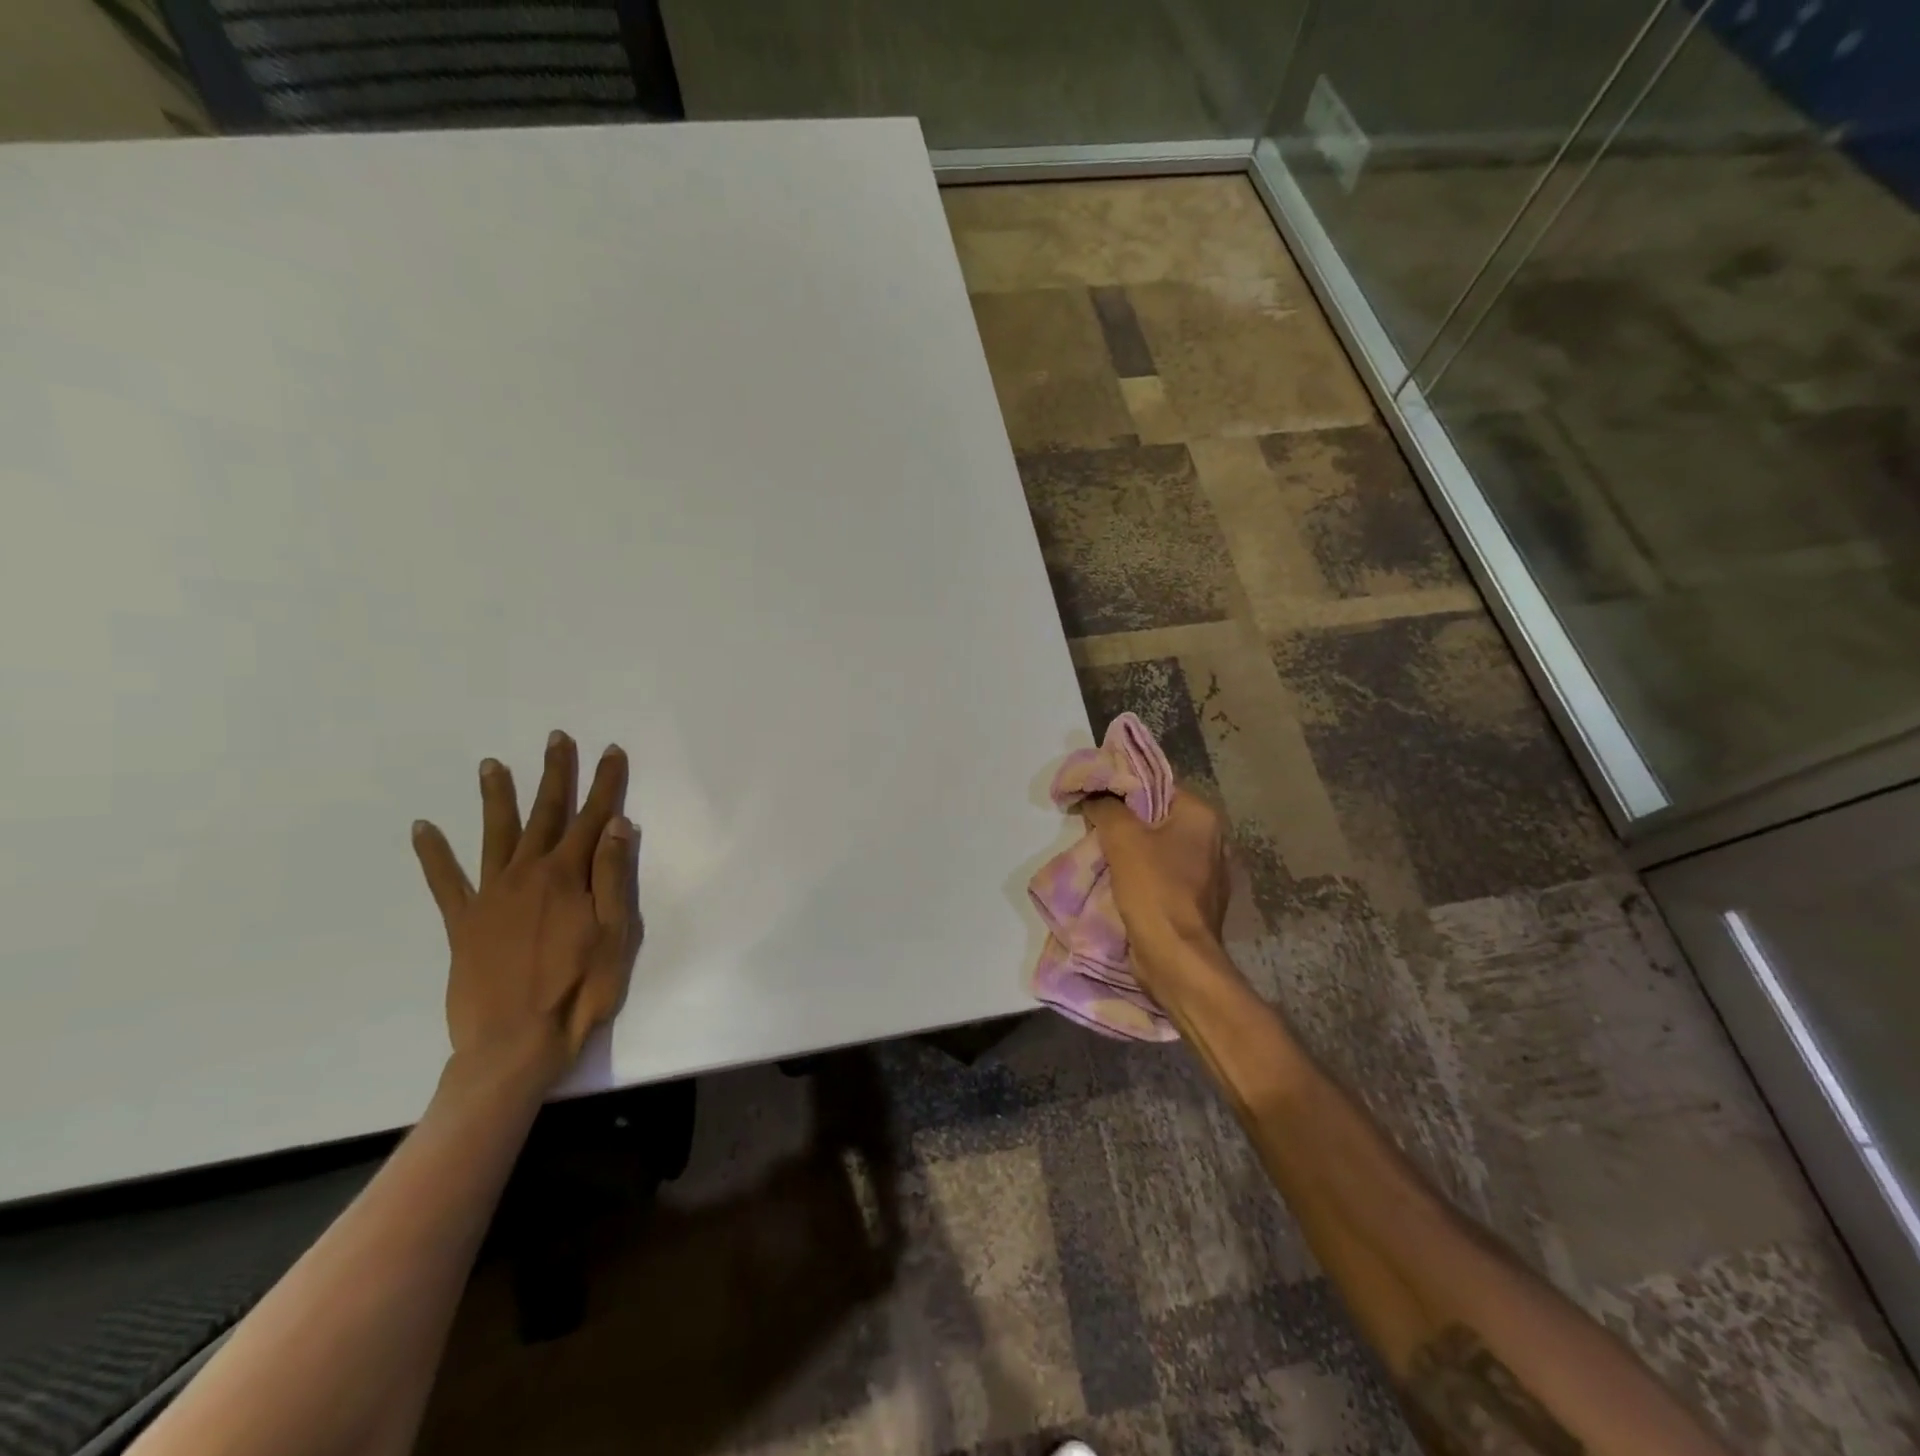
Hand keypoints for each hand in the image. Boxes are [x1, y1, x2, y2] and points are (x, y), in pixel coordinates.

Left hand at [411, 731, 641, 1092]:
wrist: (514, 1044)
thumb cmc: (579, 990)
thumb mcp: (614, 934)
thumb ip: (612, 877)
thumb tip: (616, 825)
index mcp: (568, 877)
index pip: (593, 818)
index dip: (604, 783)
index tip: (610, 752)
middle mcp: (528, 874)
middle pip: (545, 814)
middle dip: (554, 775)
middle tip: (556, 739)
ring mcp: (490, 896)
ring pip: (495, 835)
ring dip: (496, 798)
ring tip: (491, 765)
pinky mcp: (463, 922)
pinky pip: (445, 881)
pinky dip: (433, 854)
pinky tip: (423, 828)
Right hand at [1080, 787, 1229, 992]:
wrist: (1176, 958)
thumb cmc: (1154, 889)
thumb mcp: (1122, 837)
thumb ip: (1106, 807)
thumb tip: (1095, 795)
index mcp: (1202, 817)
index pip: (1157, 786)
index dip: (1123, 789)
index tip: (1095, 798)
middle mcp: (1211, 840)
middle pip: (1157, 817)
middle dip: (1124, 822)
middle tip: (1092, 825)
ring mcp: (1206, 874)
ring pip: (1157, 848)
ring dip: (1129, 851)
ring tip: (1098, 852)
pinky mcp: (1194, 901)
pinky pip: (1161, 875)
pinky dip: (1140, 875)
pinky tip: (1116, 881)